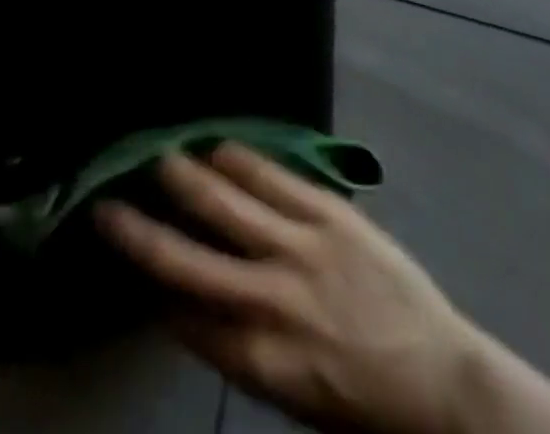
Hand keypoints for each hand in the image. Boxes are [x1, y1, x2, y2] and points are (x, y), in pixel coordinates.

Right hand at [96, 144, 476, 433]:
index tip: (128, 264)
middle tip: (106, 204)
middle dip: (141, 232)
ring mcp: (302, 249)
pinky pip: (273, 178)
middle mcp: (272, 302)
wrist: (443, 382)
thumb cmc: (363, 401)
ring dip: (186, 179)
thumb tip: (185, 308)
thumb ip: (239, 351)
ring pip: (227, 205)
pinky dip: (239, 161)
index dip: (151, 292)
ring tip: (157, 156)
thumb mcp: (292, 400)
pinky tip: (217, 147)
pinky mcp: (329, 214)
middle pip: (189, 261)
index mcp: (261, 361)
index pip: (186, 320)